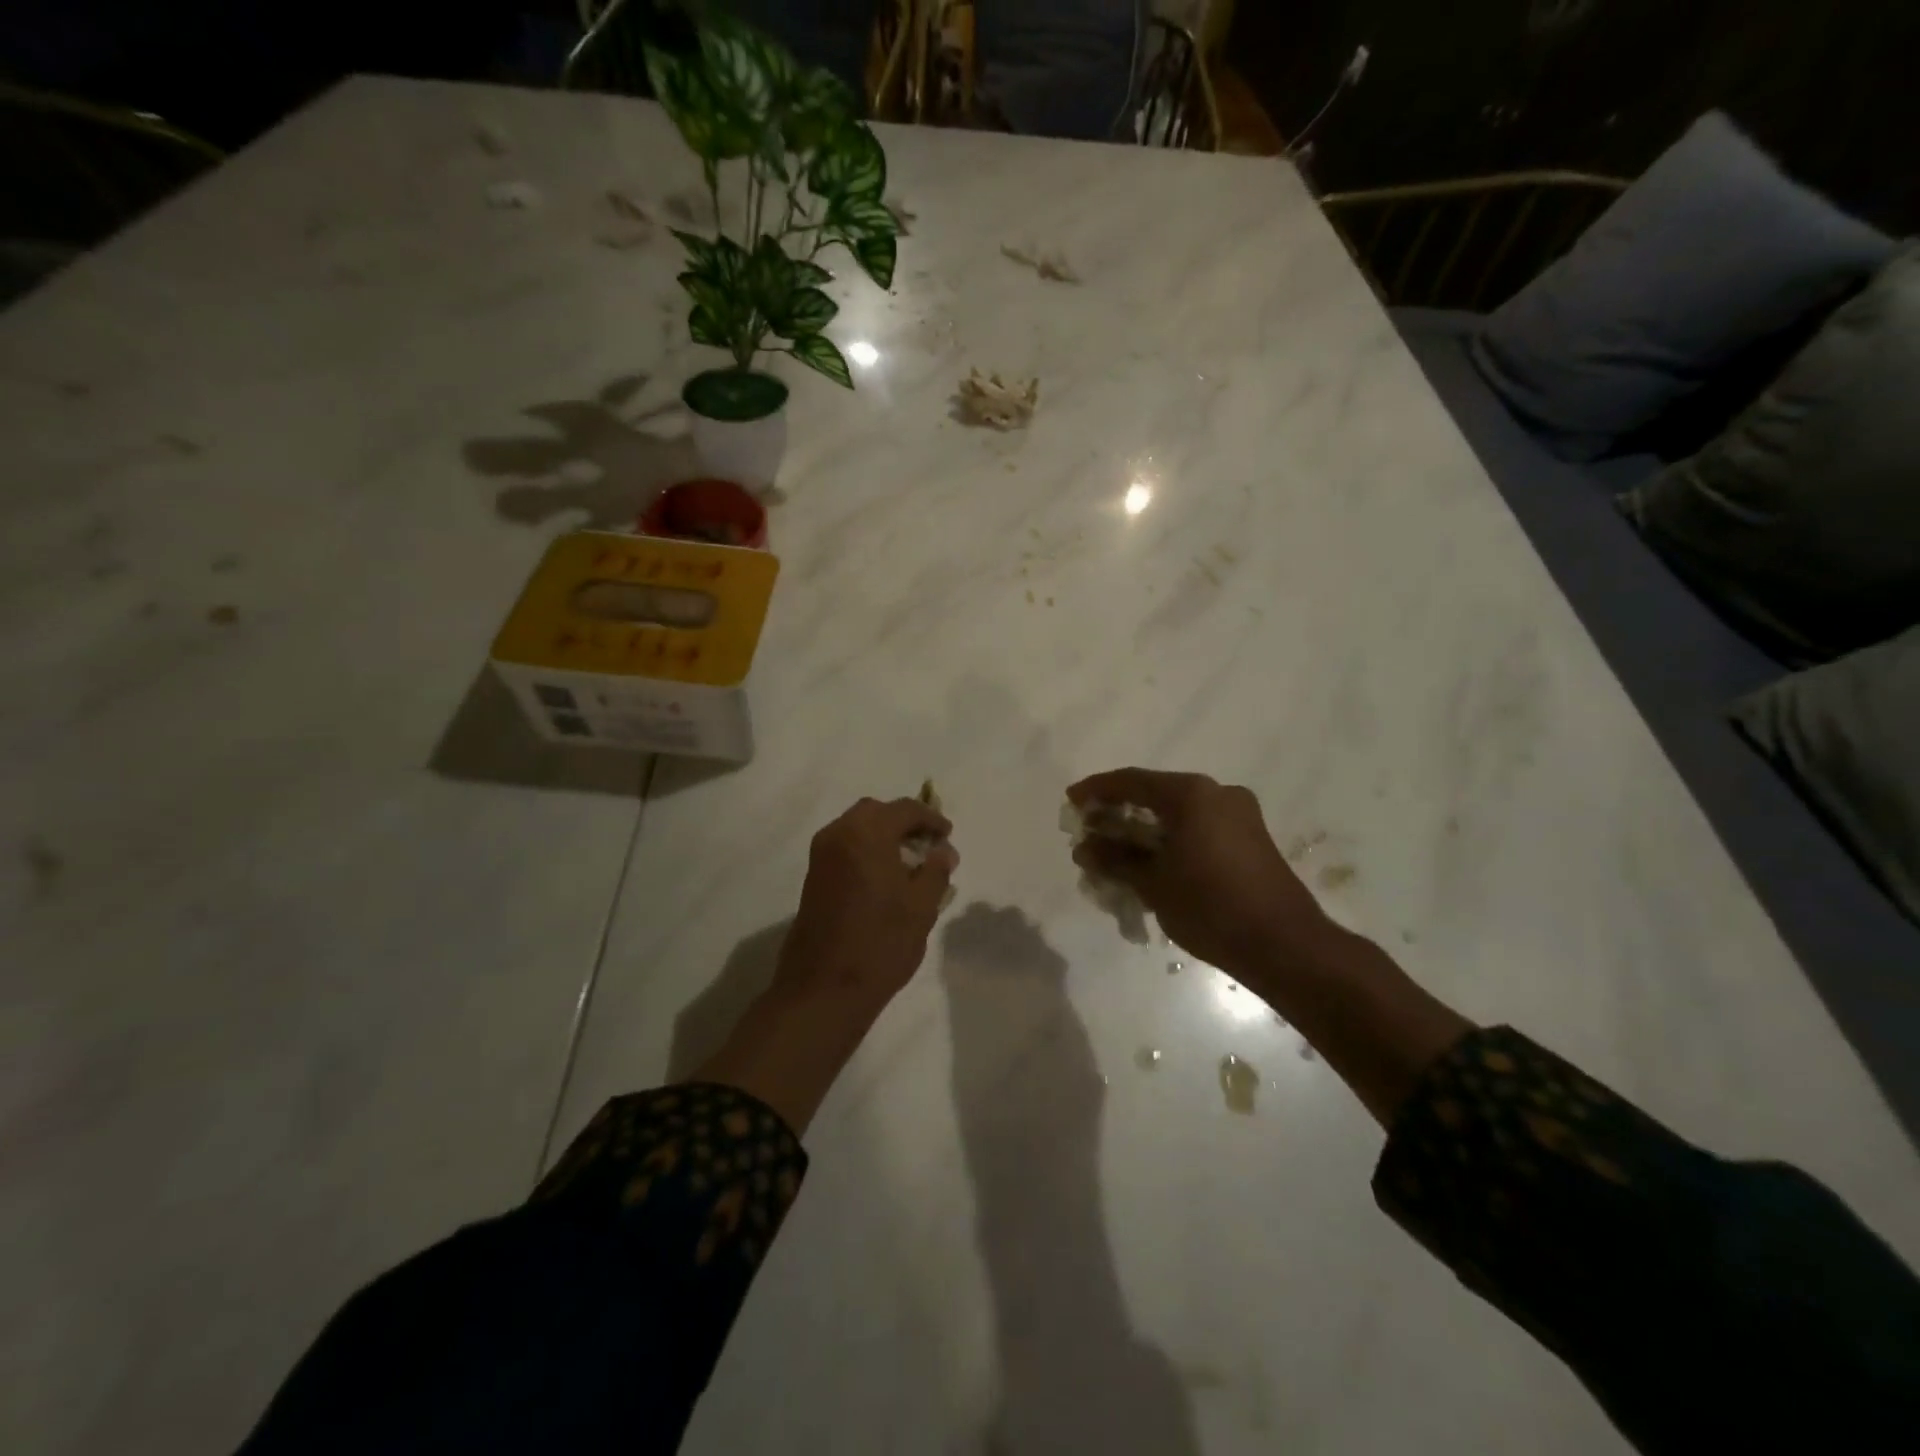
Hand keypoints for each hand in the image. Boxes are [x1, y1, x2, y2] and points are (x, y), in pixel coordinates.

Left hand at [693, 797, 957, 1134]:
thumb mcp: (921, 907)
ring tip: (910, 863)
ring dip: (884, 836)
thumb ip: (936, 871)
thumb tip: (943, 851)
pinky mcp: (813, 878)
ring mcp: (821, 857)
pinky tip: (886, 877)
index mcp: (866, 833)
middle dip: (904, 822)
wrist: (824, 988)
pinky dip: (867, 850)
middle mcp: (838, 835)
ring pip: (857, 829)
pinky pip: (846, 848)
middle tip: (928, 844)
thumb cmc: (880, 943)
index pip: (904, 809)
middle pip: (876, 812)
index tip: (948, 835)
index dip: (930, 818)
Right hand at [1067, 768, 1331, 978]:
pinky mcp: (1251, 841)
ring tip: (1115, 857)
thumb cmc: (1211, 907)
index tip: (1071, 803)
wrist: (1285, 946)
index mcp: (1193, 794)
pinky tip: (1151, 867)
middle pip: (1155, 795)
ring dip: (1143, 833)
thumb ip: (1115, 859)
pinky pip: (1198, 831)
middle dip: (1119, 815)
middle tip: (1090, 834)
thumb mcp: (1153, 883)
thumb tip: (1085, 848)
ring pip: (1178, 816)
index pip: (1132, 781)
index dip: (1096, 790)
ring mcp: (1239, 817)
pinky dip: (1170, 843)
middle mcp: (1218, 794)